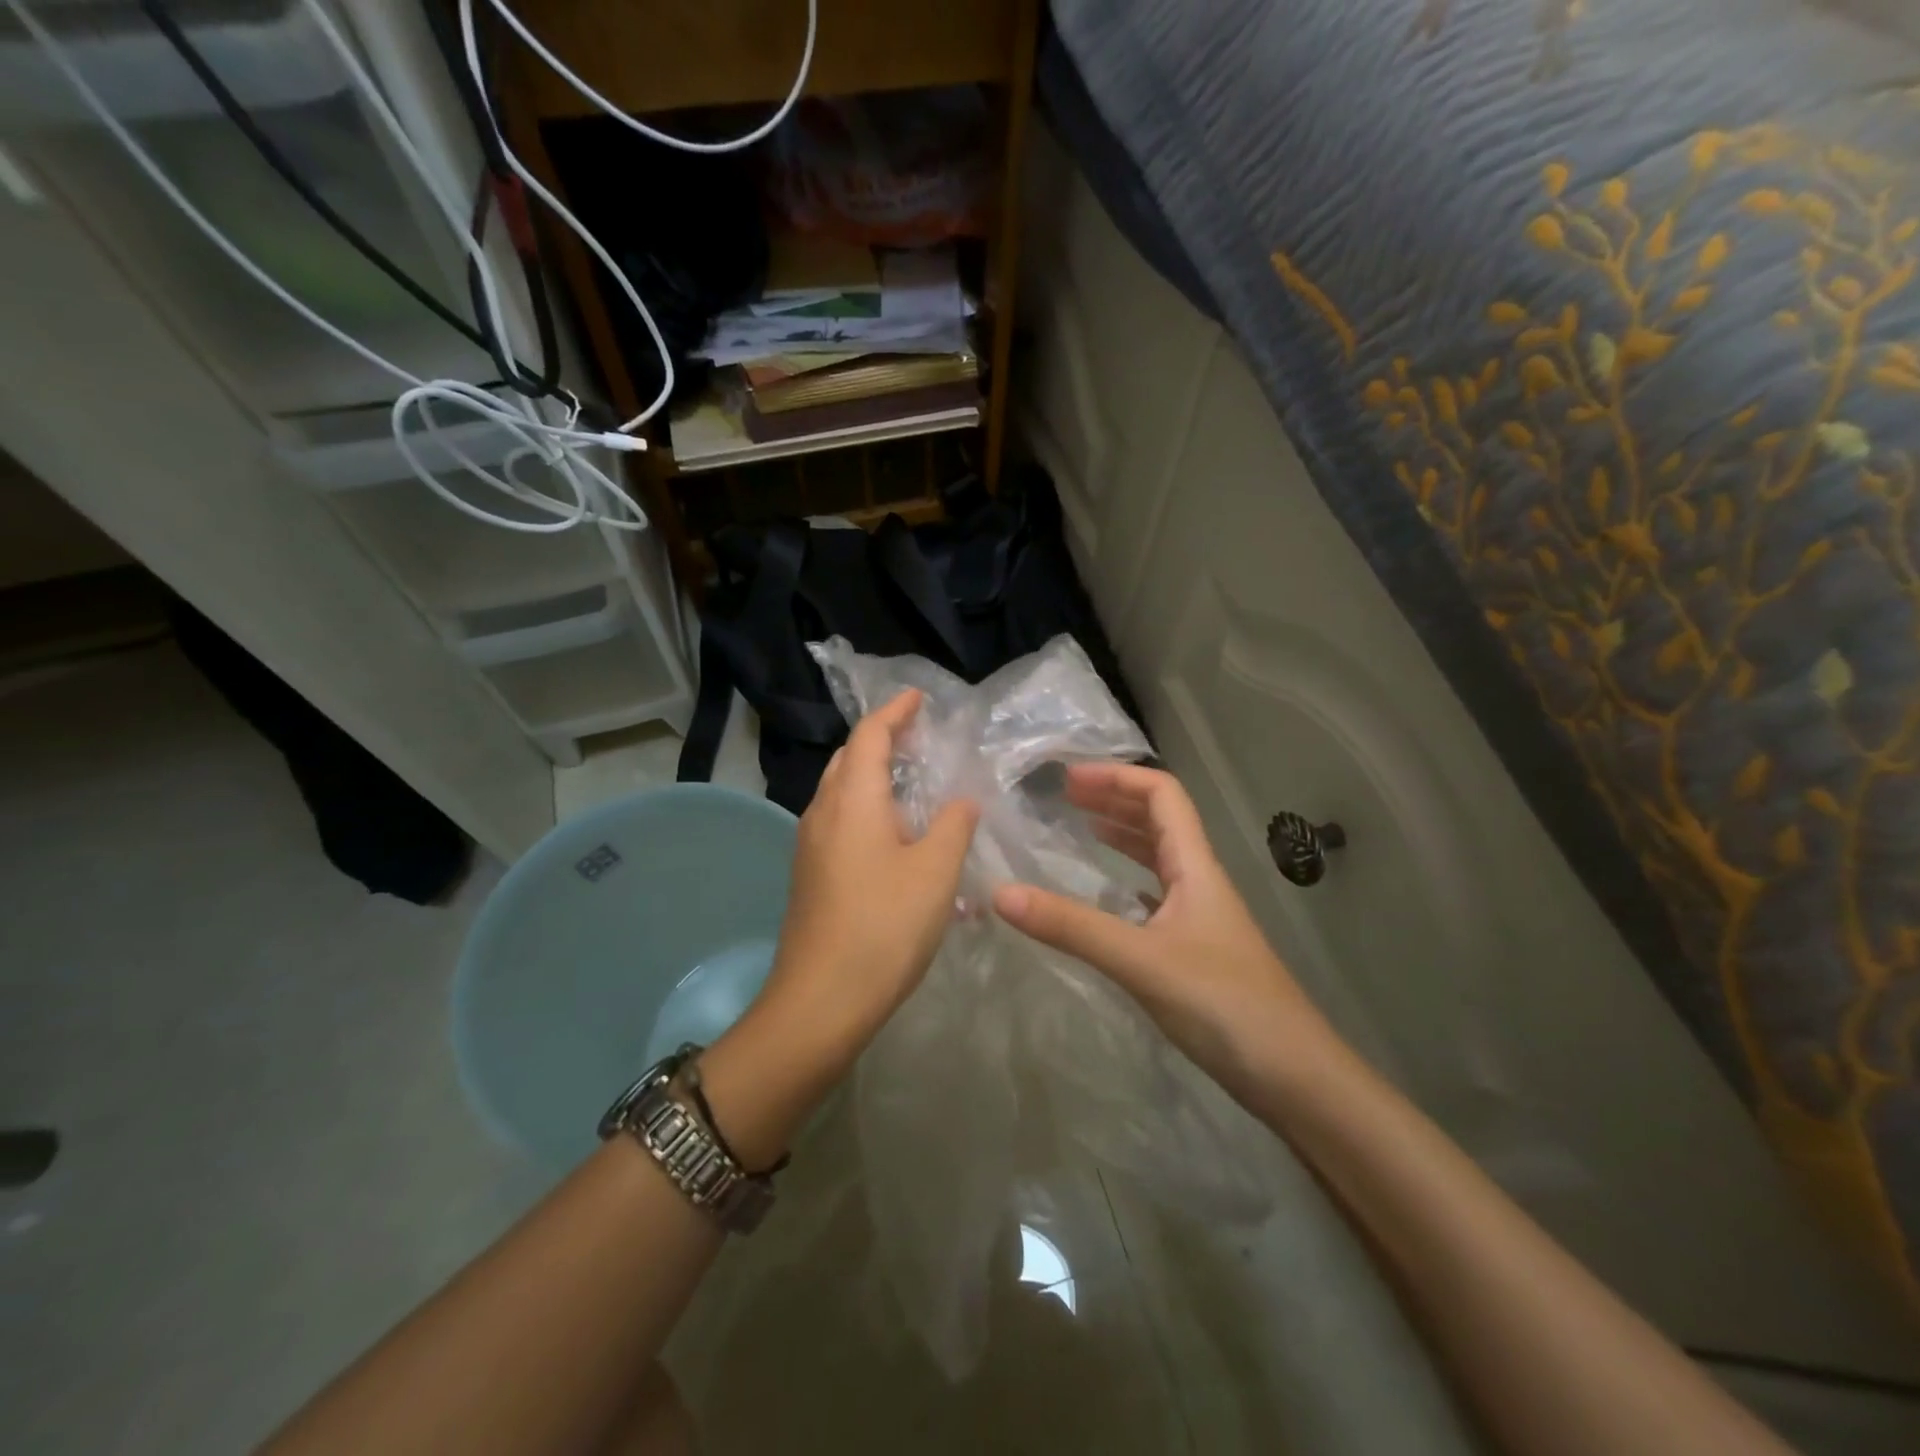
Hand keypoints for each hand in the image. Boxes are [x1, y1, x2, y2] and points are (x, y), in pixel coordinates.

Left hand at [755, 689, 979, 1066]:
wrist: (821, 1001)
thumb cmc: (884, 926)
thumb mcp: (936, 871)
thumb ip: (954, 824)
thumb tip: (962, 799)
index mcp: (853, 800)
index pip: (870, 736)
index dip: (895, 712)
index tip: (919, 697)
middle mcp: (823, 813)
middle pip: (849, 759)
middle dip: (881, 740)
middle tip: (919, 738)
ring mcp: (811, 846)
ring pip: (841, 792)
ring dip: (873, 777)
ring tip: (912, 783)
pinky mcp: (811, 875)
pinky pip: (840, 823)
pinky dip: (867, 810)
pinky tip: (895, 837)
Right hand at [992, 763, 1340, 1104]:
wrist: (1295, 1077)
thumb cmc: (1225, 1005)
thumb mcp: (1141, 961)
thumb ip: (1072, 927)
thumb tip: (1000, 893)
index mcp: (1195, 866)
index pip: (1162, 794)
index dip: (1116, 777)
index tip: (1067, 780)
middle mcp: (1200, 880)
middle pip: (1160, 819)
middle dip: (1113, 799)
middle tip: (1064, 798)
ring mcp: (1201, 916)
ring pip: (1159, 856)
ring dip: (1121, 834)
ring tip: (1080, 829)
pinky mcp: (1196, 949)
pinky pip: (1156, 895)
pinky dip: (1126, 880)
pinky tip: (1106, 896)